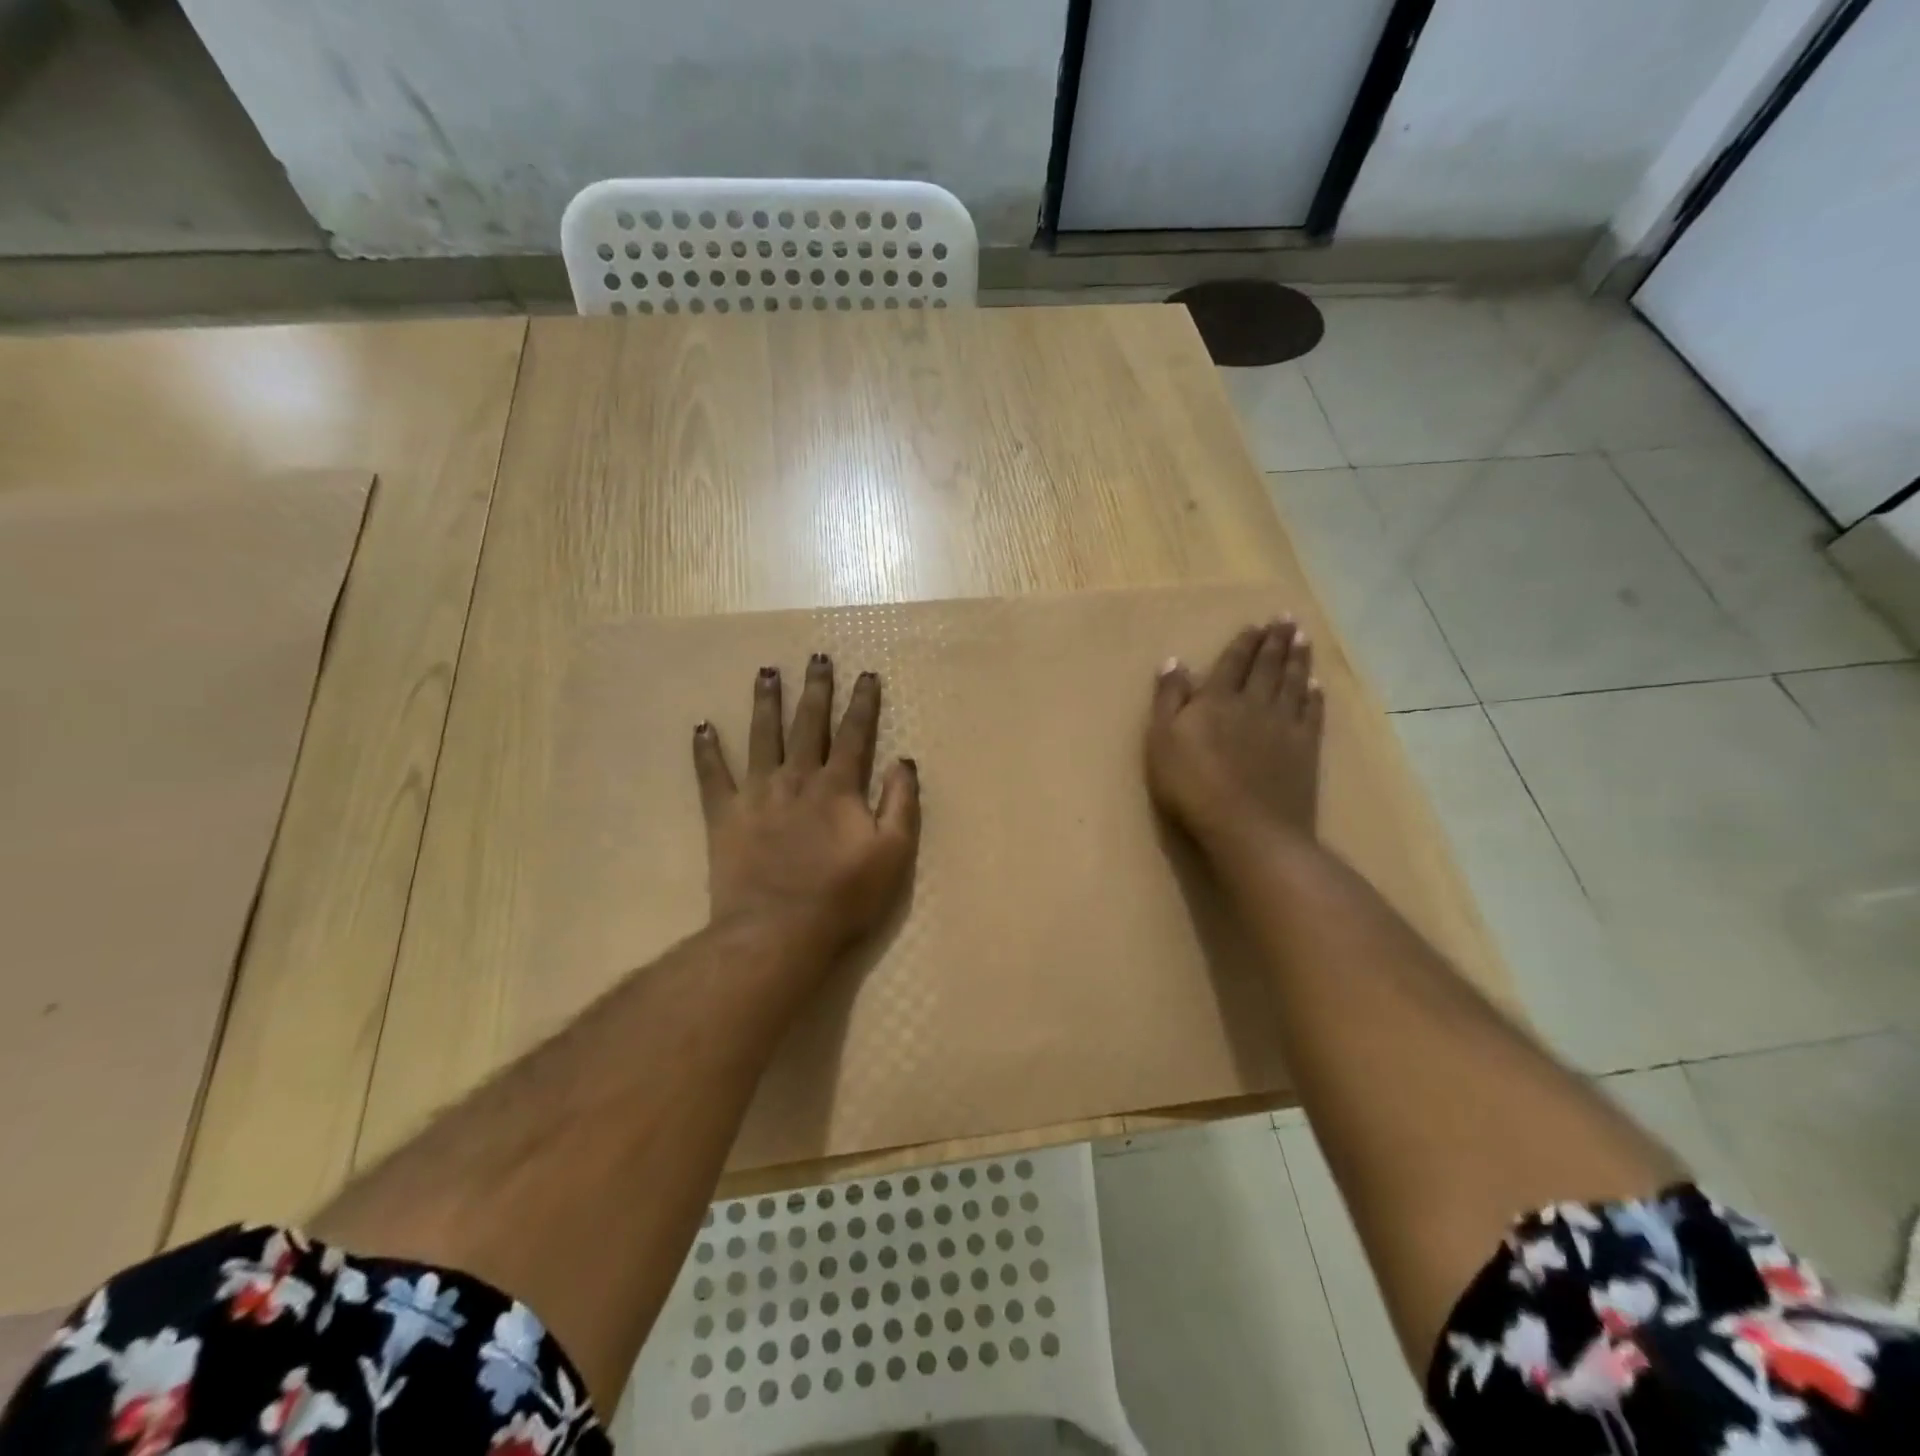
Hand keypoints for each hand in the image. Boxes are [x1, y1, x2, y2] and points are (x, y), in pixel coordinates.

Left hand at [692, 654, 920, 956]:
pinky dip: (706, 751)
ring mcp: (757, 794)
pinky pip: (712, 776)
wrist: (777, 931)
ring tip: (766, 672)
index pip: (854, 734)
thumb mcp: (893, 854)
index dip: (862, 703)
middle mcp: (797, 778)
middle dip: (815, 689)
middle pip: (807, 724)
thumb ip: (901, 804)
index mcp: (837, 787)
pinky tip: (701, 726)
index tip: (866, 674)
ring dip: (765, 703)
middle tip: (816, 657)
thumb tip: (904, 761)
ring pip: (761, 737)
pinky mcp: (724, 816)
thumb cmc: (843, 897)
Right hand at [1146, 619, 1324, 854]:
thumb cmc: (1192, 785)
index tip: (1256, 624)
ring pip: (1293, 683)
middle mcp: (1254, 703)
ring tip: (1304, 639)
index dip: (1243, 642)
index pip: (1233, 663)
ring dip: (1298, 659)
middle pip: (1267, 666)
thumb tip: (1174, 661)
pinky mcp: (1304, 749)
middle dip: (1276, 641)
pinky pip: (1312, 713)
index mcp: (1217, 700)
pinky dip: (1314, 696)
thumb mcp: (1163, 740)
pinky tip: (1317, 685)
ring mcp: (1283, 726)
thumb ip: (1168, 699)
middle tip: (1287, 619)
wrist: (1247, 827)